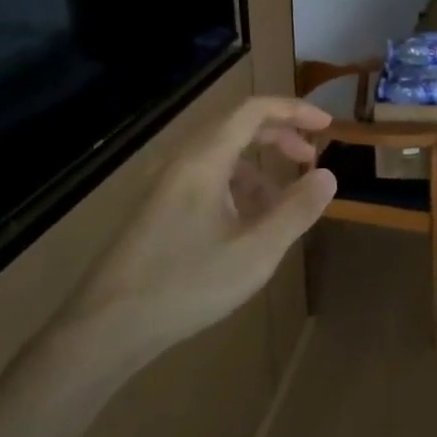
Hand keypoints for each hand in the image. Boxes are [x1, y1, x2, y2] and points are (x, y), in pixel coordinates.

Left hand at [73, 97, 336, 345]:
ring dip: (260, 167)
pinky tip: (250, 224)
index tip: (328, 125)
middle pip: (237, 127)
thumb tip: (328, 176)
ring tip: (285, 201)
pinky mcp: (160, 209)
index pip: (253, 111)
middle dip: (280, 136)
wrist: (108, 326)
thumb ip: (296, 210)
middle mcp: (183, 161)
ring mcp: (167, 185)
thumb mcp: (256, 251)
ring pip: (222, 156)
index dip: (294, 110)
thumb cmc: (187, 284)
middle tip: (312, 159)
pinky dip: (238, 187)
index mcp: (204, 160)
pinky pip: (207, 179)